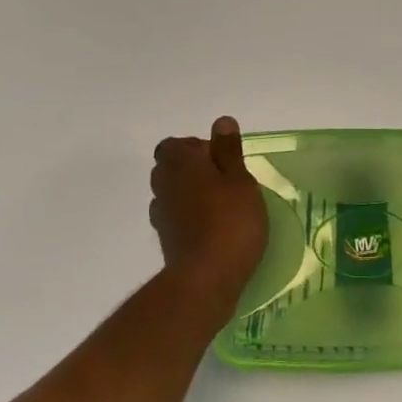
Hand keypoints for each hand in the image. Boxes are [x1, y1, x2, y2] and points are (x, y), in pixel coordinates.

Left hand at [151, 116, 269, 309]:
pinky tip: (213, 227)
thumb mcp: (240, 180)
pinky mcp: (167, 241)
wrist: (205, 280)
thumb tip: (221, 122)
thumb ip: (229, 150)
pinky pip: (175, 217)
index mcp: (180, 164)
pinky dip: (189, 216)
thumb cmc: (229, 221)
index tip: (221, 159)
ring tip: (221, 204)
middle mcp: (164, 185)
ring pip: (172, 193)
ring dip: (190, 193)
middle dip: (193, 169)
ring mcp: (161, 215)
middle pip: (170, 167)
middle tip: (225, 180)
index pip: (174, 145)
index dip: (196, 147)